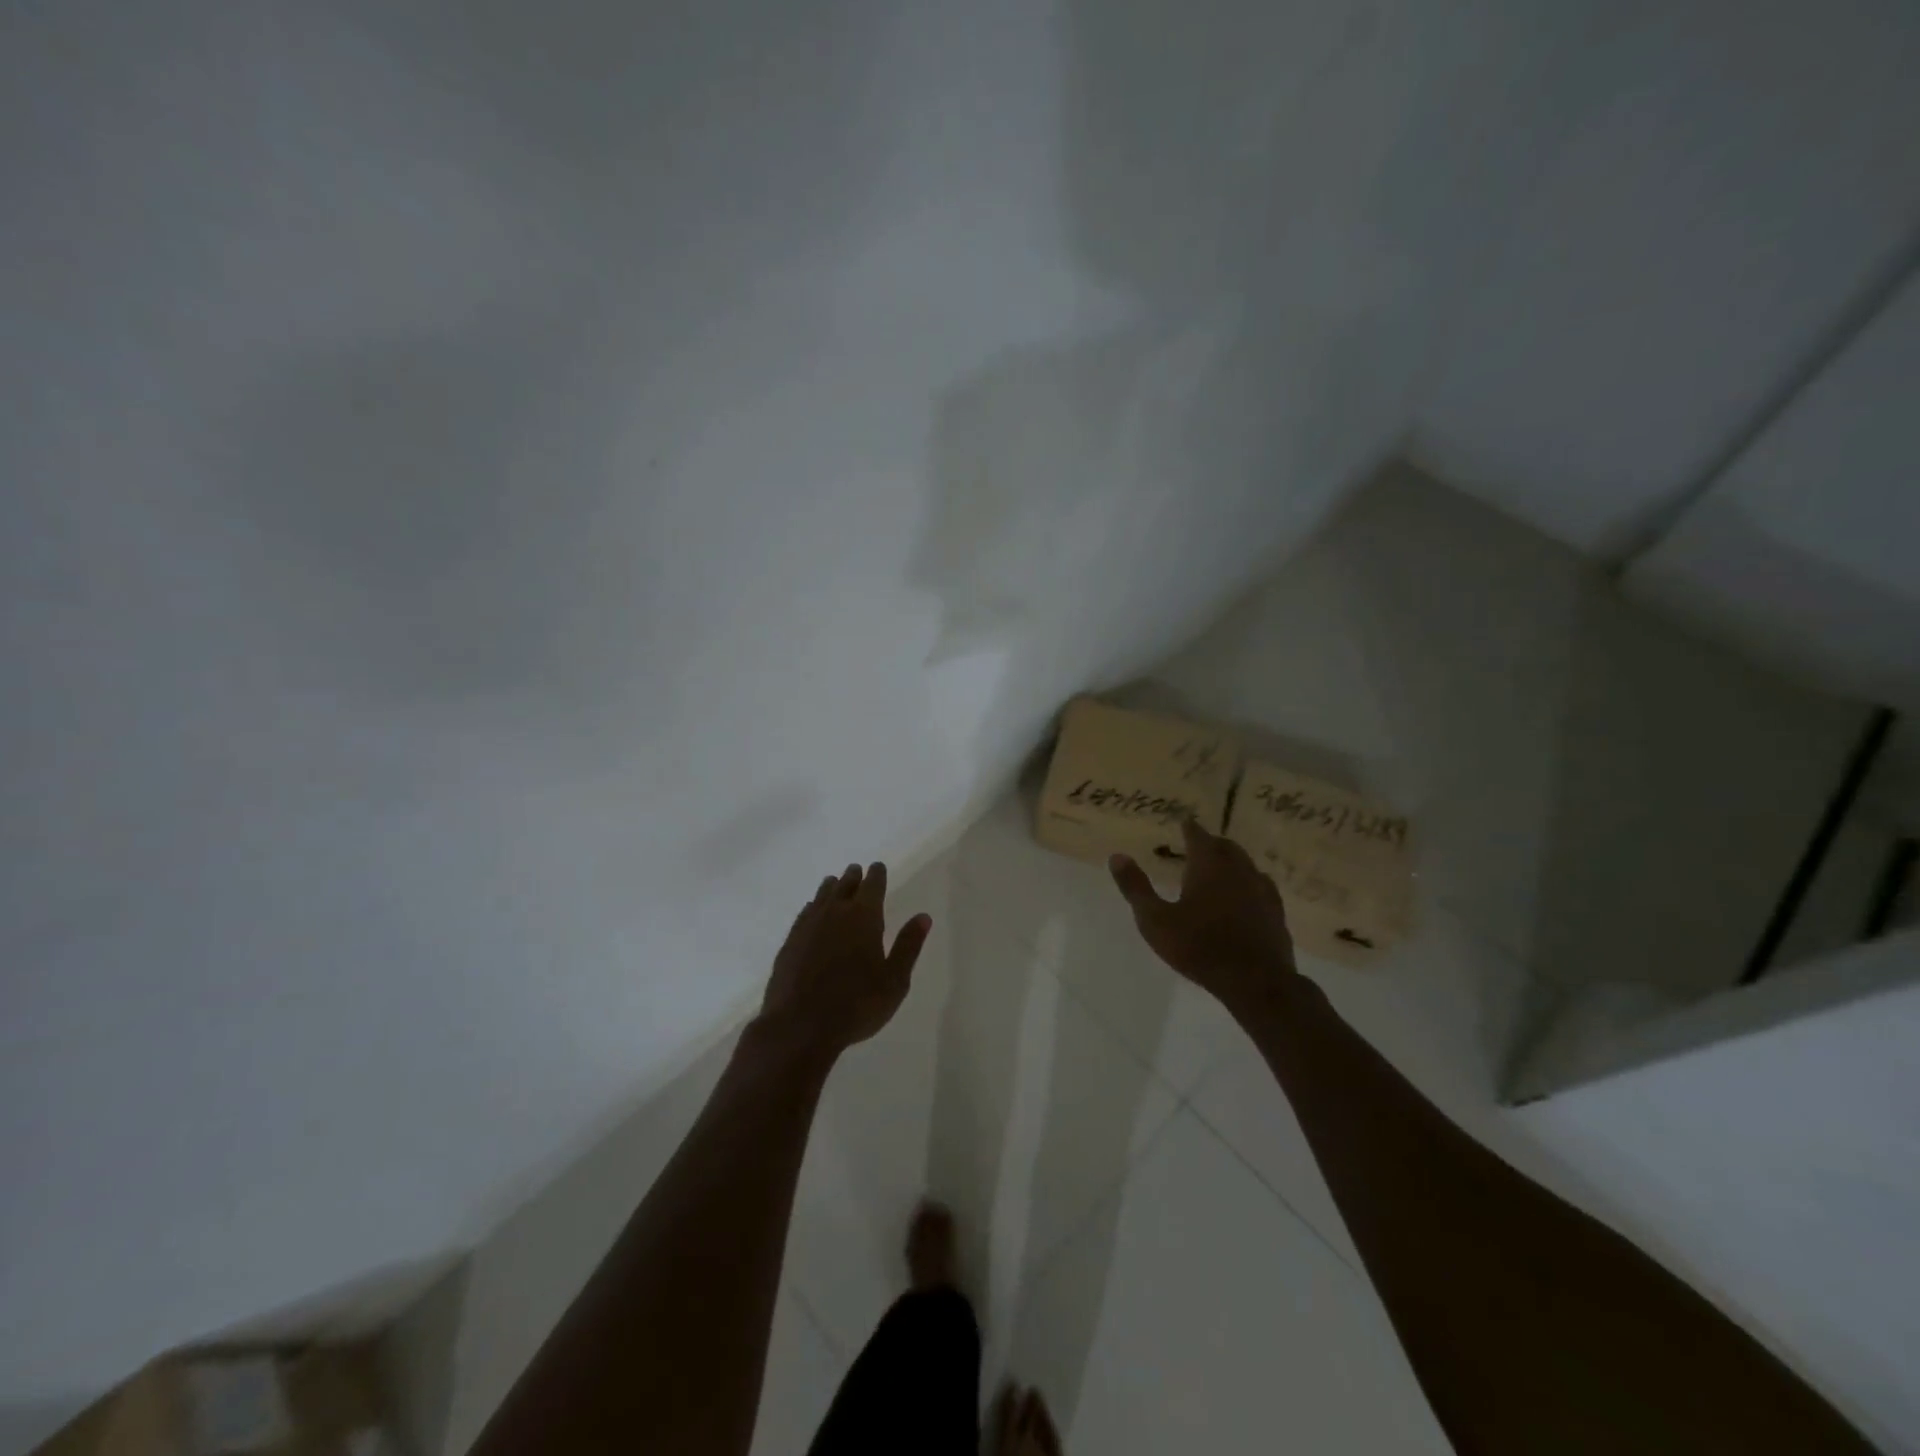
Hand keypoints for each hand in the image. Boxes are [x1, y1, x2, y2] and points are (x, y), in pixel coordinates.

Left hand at [756, 861, 931, 1060]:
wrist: (800, 1026)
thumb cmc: (856, 1004)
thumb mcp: (894, 980)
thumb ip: (908, 945)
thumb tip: (923, 917)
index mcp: (864, 917)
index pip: (872, 885)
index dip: (877, 875)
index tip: (878, 867)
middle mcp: (835, 913)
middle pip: (845, 885)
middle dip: (854, 877)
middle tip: (857, 870)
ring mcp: (808, 926)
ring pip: (822, 896)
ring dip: (831, 887)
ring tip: (835, 882)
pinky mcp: (790, 942)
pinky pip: (804, 914)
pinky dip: (813, 907)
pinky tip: (812, 911)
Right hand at [1109, 819, 1297, 1012]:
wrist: (1255, 981)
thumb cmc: (1198, 947)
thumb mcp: (1155, 920)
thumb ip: (1136, 887)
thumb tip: (1117, 856)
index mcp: (1208, 865)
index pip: (1198, 835)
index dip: (1189, 828)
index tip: (1184, 822)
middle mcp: (1238, 869)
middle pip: (1225, 846)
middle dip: (1211, 843)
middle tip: (1198, 846)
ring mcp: (1261, 890)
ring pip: (1246, 865)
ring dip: (1232, 862)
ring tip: (1220, 868)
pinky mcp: (1276, 912)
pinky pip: (1262, 887)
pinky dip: (1249, 884)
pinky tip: (1247, 895)